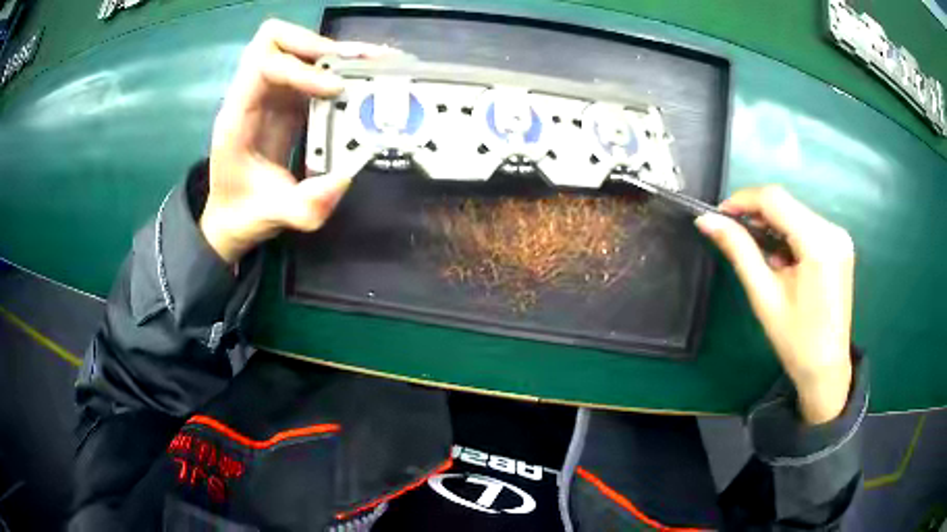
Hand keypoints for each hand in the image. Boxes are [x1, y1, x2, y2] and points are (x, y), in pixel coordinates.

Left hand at [200, 19, 394, 263]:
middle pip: (275, 39)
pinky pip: (310, 69)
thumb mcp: (273, 217)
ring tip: (370, 62)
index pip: (264, 63)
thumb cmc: (243, 213)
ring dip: (332, 51)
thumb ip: (304, 206)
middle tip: (358, 63)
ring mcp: (268, 95)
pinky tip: (363, 75)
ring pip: (294, 46)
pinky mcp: (286, 101)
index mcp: (238, 116)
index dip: (302, 68)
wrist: (231, 218)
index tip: (336, 89)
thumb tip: (344, 179)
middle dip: (318, 45)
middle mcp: (251, 96)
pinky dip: (337, 66)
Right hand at [695, 186, 854, 423]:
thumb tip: (706, 220)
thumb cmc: (795, 341)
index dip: (743, 200)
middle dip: (757, 214)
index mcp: (818, 244)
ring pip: (795, 212)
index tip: (719, 215)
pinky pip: (807, 225)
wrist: (826, 370)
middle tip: (735, 237)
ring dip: (772, 225)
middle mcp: (833, 231)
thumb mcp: (764, 296)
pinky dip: (788, 234)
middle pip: (786, 203)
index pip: (775, 199)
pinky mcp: (840, 244)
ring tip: (761, 256)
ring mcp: (839, 236)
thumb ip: (739, 251)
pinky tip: (781, 259)